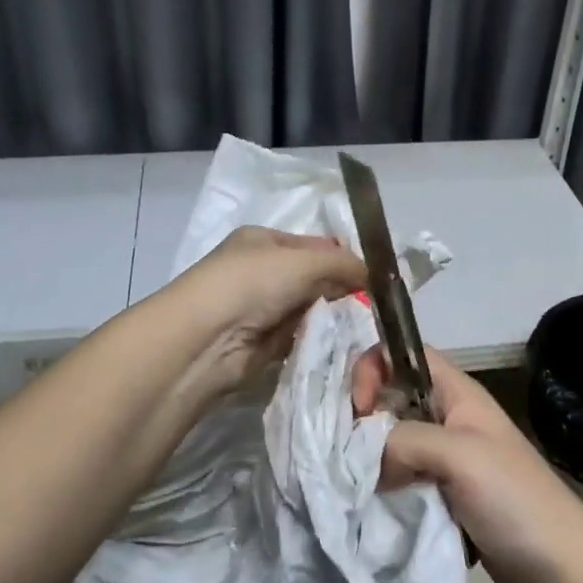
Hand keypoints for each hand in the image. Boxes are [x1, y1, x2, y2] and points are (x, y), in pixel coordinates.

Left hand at [162, 226, 366, 393]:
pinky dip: (320, 338)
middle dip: (342, 289)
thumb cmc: (252, 283)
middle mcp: (262, 271)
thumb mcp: (304, 261)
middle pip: (315, 278)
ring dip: (334, 317)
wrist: (206, 339)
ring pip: (312, 308)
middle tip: (375, 304)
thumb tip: (374, 274)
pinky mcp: (265, 342)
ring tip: (365, 325)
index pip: (315, 245)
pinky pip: (303, 336)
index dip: (344, 258)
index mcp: (265, 240)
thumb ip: (343, 264)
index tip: (376, 277)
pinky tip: (344, 343)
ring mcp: (262, 307)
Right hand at [354, 345, 582, 582]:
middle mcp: (447, 418)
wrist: (563, 571)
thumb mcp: (460, 456)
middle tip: (345, 452)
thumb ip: (404, 439)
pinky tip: (367, 503)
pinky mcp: (442, 495)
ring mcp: (445, 459)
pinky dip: (380, 485)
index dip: (372, 367)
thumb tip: (362, 455)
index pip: (403, 354)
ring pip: (392, 440)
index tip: (357, 411)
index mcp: (456, 394)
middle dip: (361, 416)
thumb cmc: (516, 500)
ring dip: (368, 456)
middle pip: (390, 397)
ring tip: (350, 482)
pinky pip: (400, 477)